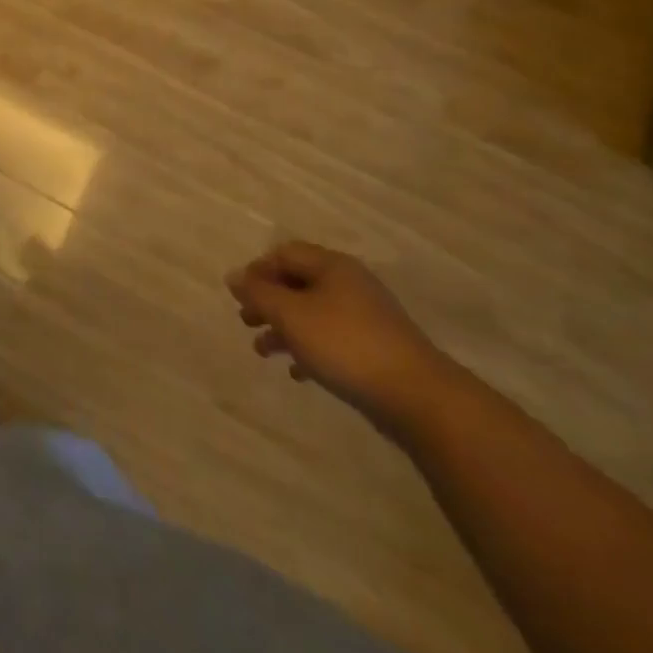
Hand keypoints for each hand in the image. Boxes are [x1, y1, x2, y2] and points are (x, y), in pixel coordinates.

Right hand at [226, 241, 458, 434]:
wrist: (419, 398)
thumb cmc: (346, 345)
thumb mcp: (291, 315)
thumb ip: (258, 293)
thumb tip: (233, 276)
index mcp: (332, 266)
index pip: (285, 253)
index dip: (257, 269)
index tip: (239, 295)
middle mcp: (350, 284)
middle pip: (298, 283)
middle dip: (268, 301)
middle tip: (245, 320)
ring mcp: (367, 318)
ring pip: (313, 313)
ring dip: (284, 328)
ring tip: (262, 351)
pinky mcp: (378, 350)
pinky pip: (333, 339)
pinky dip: (310, 349)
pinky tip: (298, 372)